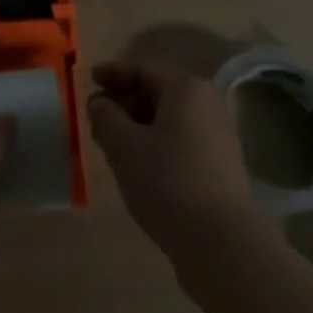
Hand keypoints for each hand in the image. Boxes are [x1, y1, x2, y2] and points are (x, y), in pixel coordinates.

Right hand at [87, 59, 260, 257]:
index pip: (143, 69)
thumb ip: (106, 117)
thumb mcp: (125, 147)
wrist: (222, 243)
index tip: (89, 80)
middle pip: (158, 91)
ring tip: (112, 144)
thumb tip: (99, 102)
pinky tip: (138, 165)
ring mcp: (217, 135)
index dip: (113, 73)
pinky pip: (180, 139)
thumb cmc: (168, 182)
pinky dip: (156, 143)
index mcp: (186, 88)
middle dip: (124, 102)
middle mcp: (207, 103)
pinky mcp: (220, 165)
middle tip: (96, 118)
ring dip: (138, 125)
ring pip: (169, 118)